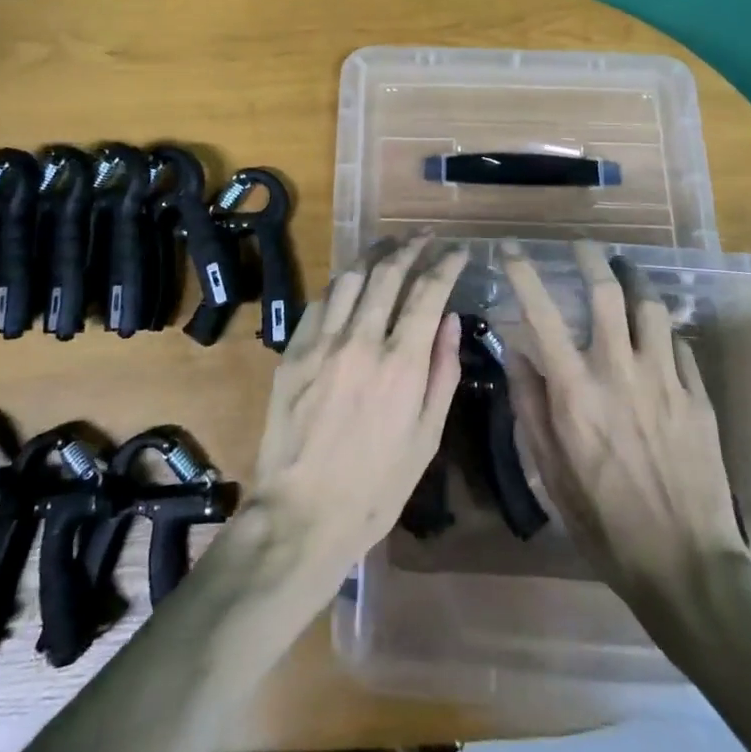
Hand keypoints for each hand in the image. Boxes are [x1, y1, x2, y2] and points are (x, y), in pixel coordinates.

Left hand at [245, 237, 465, 595]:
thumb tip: (451, 320)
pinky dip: (340, 284)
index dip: (446, 263)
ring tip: (390, 245)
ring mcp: (322, 342)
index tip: (458, 250)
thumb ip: (441, 372)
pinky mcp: (293, 351)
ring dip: (374, 255)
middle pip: (388, 272)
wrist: (302, 515)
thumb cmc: (376, 487)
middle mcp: (362, 340)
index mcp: (401, 364)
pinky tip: (350, 282)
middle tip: (425, 236)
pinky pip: (319, 302)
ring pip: (350, 277)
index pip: (428, 292)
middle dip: (411, 246)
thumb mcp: (426, 438)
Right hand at [501, 239, 746, 607]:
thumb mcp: (551, 470)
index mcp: (576, 391)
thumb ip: (530, 405)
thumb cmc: (604, 521)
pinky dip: (663, 331)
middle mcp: (620, 371)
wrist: (686, 565)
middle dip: (591, 258)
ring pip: (652, 307)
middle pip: (607, 292)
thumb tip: (516, 352)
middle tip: (582, 245)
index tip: (510, 248)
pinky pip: (680, 345)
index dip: (522, 273)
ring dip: (635, 280)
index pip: (542, 314)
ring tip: (625, 271)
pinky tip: (658, 334)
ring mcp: (665, 380)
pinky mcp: (698, 396)